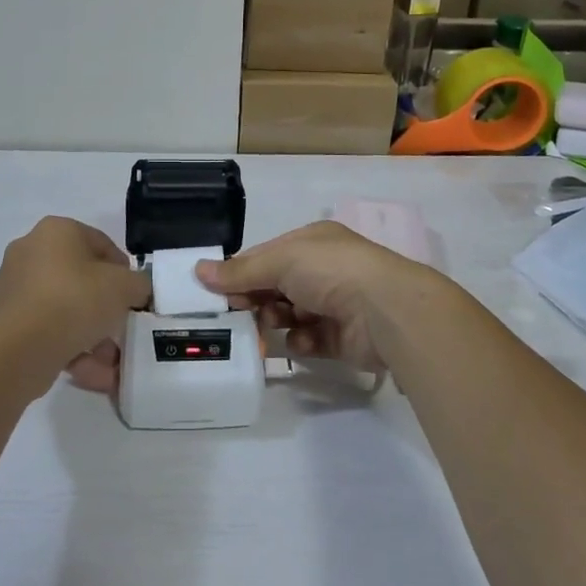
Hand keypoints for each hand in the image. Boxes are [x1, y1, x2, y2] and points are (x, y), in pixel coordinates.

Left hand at [0, 217, 147, 380]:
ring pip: (64, 309)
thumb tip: (137, 290)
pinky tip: (93, 373)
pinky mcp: (5, 324)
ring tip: (111, 362)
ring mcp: (13, 289)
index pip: (100, 244)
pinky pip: (47, 331)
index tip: (134, 296)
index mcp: (56, 231)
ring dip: (90, 335)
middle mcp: (30, 252)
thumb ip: (138, 284)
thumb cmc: (76, 299)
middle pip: (80, 279)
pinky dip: (69, 349)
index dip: (123, 270)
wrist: (21, 348)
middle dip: (104, 308)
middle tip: (122, 328)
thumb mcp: (125, 287)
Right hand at [194, 221, 451, 370]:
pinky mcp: (343, 338)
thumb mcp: (281, 261)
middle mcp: (323, 269)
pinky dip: (300, 342)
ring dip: (275, 322)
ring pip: (290, 314)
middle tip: (233, 316)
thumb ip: (241, 270)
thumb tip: (199, 271)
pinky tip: (298, 342)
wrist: (385, 311)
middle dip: (255, 300)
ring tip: (266, 330)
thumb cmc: (331, 271)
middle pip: (276, 286)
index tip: (215, 292)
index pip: (267, 255)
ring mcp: (335, 303)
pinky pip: (310, 340)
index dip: (241, 272)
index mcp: (311, 242)